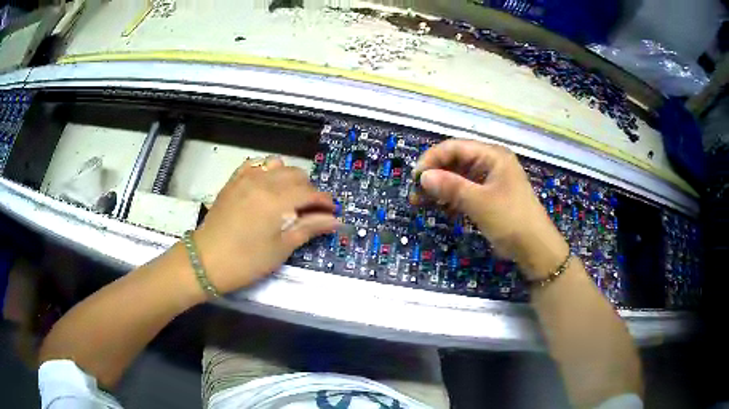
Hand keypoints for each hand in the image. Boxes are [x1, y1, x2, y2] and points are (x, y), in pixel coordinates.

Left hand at [193, 156, 338, 292]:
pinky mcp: (234, 180)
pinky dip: (268, 171)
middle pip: (297, 175)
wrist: (206, 261)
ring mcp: (246, 178)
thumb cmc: (247, 260)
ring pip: (278, 165)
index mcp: (276, 199)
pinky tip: (268, 186)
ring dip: (290, 179)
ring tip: (289, 198)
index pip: (310, 192)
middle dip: (309, 191)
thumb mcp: (281, 248)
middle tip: (310, 211)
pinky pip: (256, 165)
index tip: (331, 214)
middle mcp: (263, 181)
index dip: (324, 202)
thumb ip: (309, 228)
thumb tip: (335, 221)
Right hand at [410, 140, 568, 279]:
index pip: (455, 147)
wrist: (535, 249)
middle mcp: (491, 163)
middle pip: (455, 161)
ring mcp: (490, 180)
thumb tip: (423, 177)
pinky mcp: (489, 197)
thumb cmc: (511, 220)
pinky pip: (465, 192)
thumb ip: (451, 187)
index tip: (415, 178)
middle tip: (414, 193)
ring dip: (440, 189)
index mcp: (493, 155)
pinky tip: (440, 210)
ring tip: (420, 203)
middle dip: (434, 175)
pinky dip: (451, 199)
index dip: (432, 159)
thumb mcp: (480, 202)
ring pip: (458, 177)